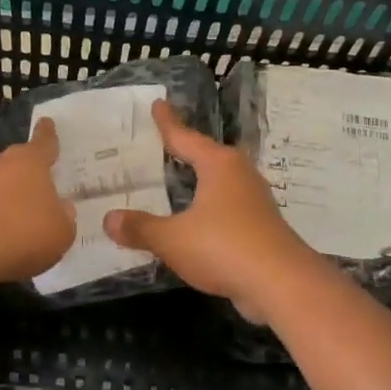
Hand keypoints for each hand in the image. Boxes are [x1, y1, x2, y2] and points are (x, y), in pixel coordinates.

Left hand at [0, 118, 75, 289]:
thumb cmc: (24, 232)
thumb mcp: (61, 231)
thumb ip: (64, 217)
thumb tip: (61, 208)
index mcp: (31, 162)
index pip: (43, 142)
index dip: (47, 134)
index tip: (46, 122)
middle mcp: (1, 166)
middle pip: (16, 161)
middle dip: (26, 169)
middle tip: (38, 181)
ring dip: (6, 193)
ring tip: (19, 212)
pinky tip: (0, 234)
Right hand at [104, 100, 321, 321]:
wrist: (281, 285)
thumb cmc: (223, 247)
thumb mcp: (172, 239)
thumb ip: (140, 228)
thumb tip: (109, 219)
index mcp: (218, 165)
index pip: (185, 137)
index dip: (168, 123)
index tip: (158, 104)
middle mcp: (239, 175)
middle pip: (206, 156)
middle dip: (185, 151)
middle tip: (162, 144)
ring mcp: (253, 202)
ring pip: (219, 183)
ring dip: (198, 182)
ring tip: (176, 181)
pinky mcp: (260, 228)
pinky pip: (225, 209)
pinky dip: (207, 210)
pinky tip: (195, 221)